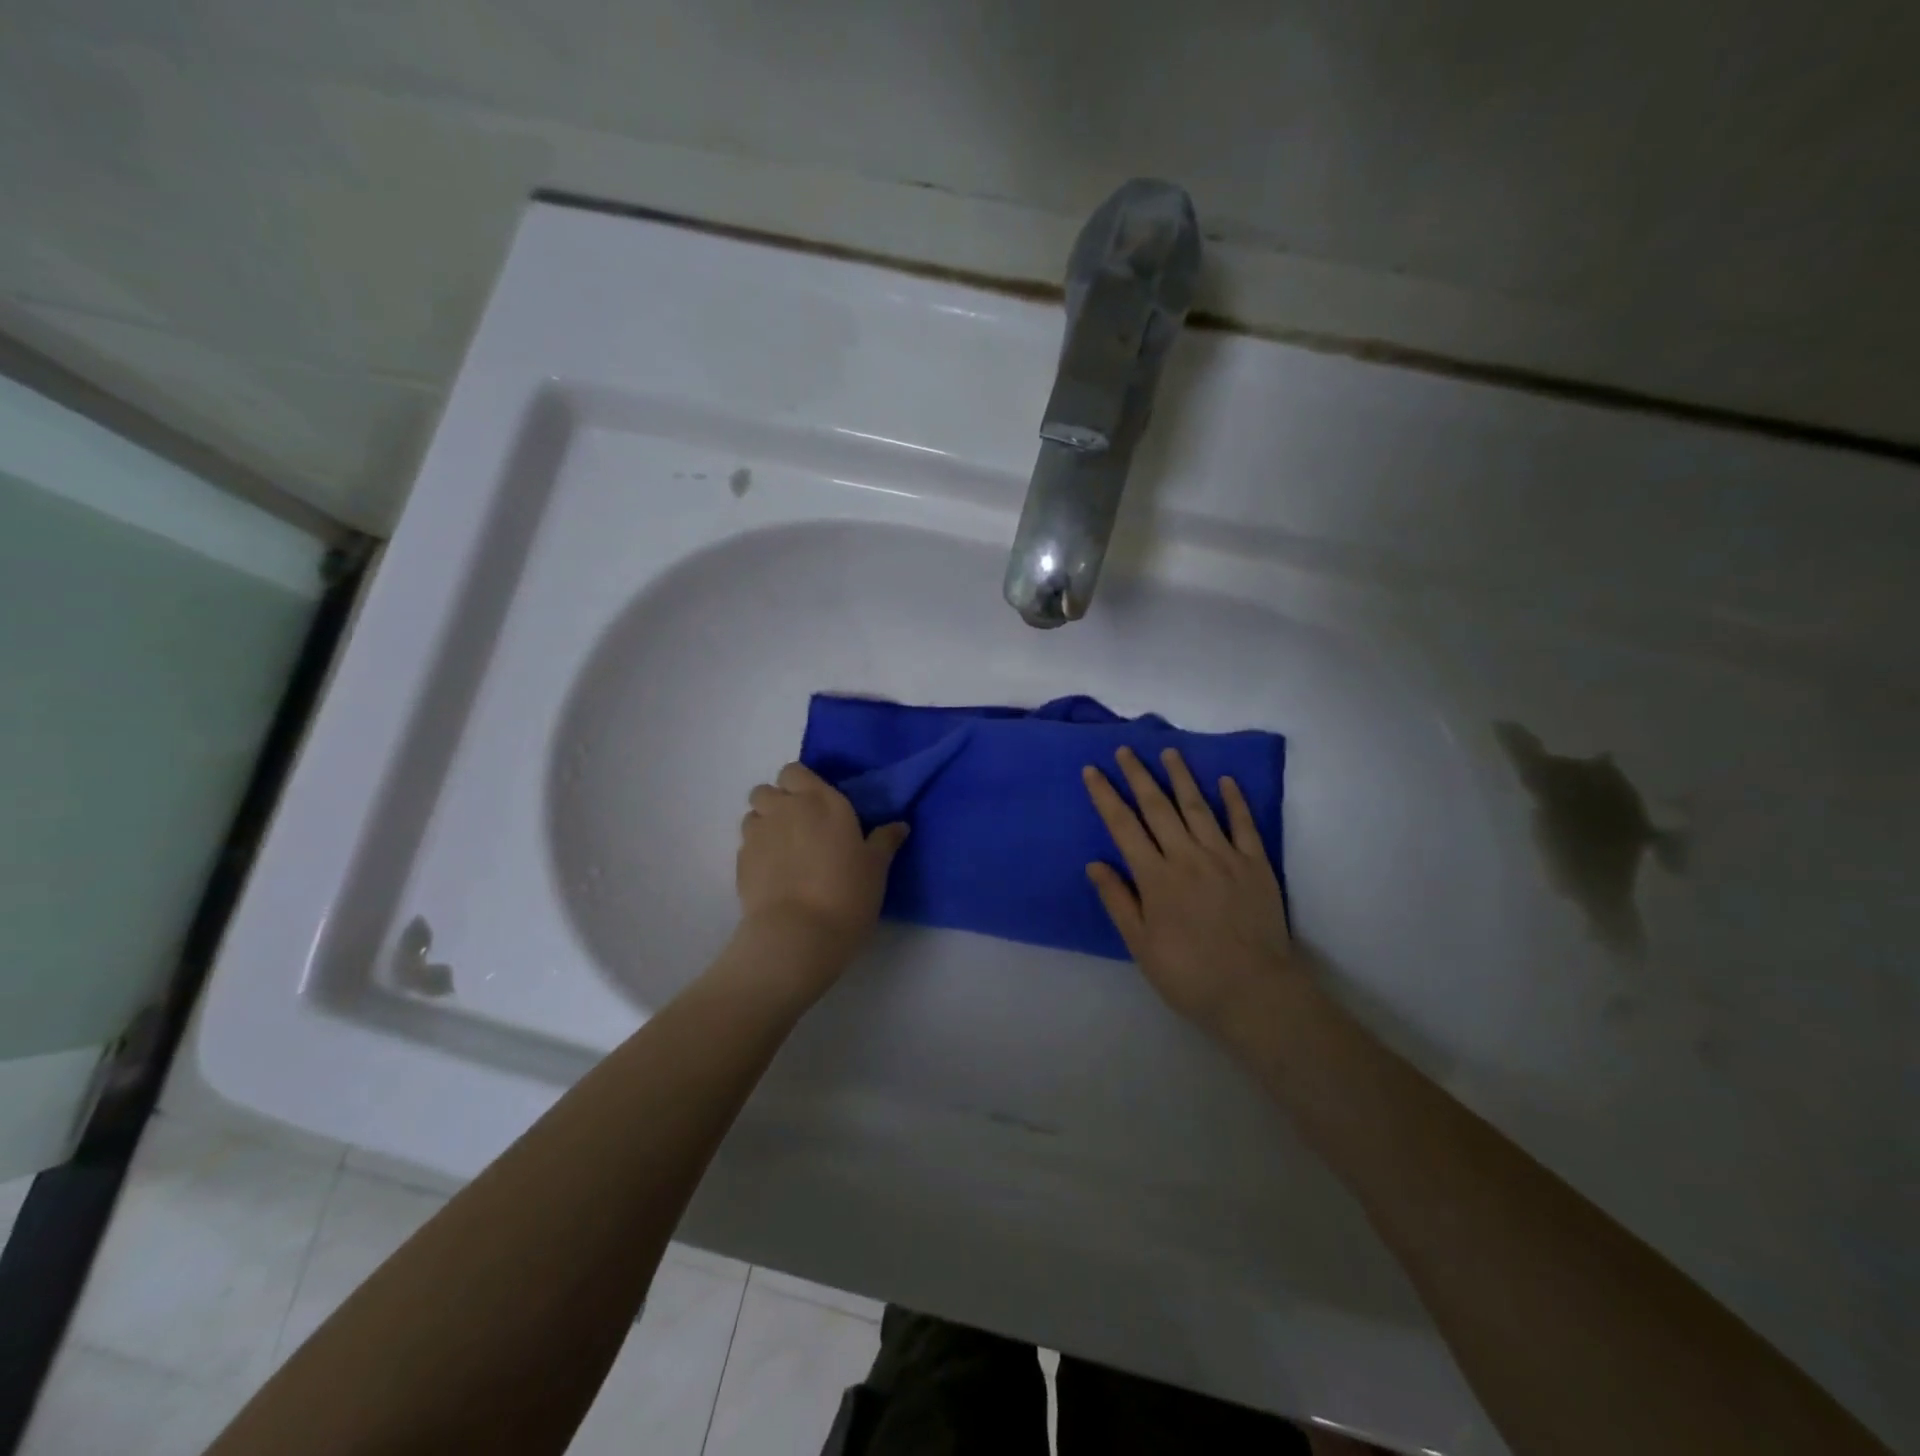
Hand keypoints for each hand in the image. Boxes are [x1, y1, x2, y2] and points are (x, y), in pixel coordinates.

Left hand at [737, 762, 908, 970]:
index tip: (816, 805)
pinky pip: (746, 845)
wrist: (799, 934)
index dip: (801, 784)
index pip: (795, 772)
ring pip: (753, 816)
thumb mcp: (876, 867)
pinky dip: (757, 853)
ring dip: (765, 825)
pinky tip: (773, 875)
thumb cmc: (847, 892)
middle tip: (799, 827)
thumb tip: (899, 825)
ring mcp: (757, 835)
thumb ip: (884, 841)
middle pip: (766, 790)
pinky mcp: (740, 863)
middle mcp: (784, 809)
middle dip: (777, 802)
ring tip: (783, 851)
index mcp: (820, 800)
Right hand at [1083, 746, 1299, 1034]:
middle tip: (1125, 749)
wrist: (1254, 992)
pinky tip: (1225, 781)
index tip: (1092, 771)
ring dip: (1181, 777)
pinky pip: (1244, 825)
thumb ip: (1118, 901)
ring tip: (1169, 752)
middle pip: (1158, 807)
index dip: (1106, 795)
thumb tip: (1095, 863)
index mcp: (1155, 877)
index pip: (1124, 825)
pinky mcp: (1256, 865)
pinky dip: (1234, 801)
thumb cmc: (1188, 973)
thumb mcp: (1140, 945)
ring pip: (1198, 807)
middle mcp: (1187, 856)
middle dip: (1138, 775)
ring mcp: (1224, 857)